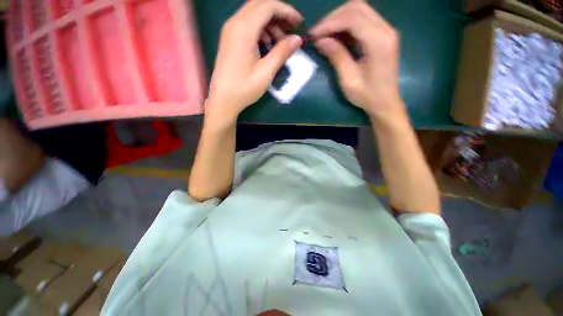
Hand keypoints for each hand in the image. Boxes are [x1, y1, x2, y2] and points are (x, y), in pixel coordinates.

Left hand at [205, 0, 303, 126]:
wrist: (223, 99)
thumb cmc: (244, 88)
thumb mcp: (266, 73)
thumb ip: (281, 53)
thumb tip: (297, 39)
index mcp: (244, 29)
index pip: (268, 6)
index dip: (287, 11)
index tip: (299, 24)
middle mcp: (235, 23)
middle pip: (260, 5)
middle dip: (279, 14)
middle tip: (292, 30)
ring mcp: (230, 30)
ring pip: (254, 14)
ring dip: (270, 22)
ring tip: (281, 41)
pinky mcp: (229, 38)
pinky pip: (247, 24)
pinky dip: (261, 29)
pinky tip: (267, 44)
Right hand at [310, 0, 403, 121]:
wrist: (385, 102)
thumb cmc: (367, 95)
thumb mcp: (348, 79)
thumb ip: (336, 56)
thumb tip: (320, 40)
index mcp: (379, 41)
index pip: (352, 17)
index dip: (329, 23)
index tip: (313, 34)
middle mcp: (386, 29)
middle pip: (357, 7)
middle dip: (333, 18)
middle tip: (318, 33)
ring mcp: (386, 30)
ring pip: (360, 11)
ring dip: (339, 20)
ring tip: (325, 35)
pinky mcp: (383, 35)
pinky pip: (363, 20)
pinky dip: (347, 25)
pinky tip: (336, 37)